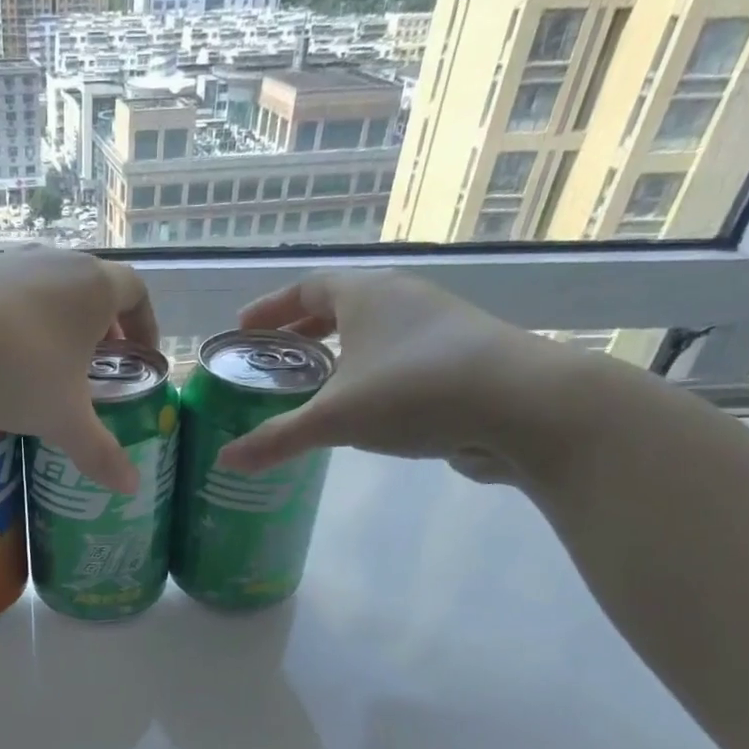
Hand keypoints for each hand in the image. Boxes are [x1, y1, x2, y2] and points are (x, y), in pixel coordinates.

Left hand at [0, 246, 156, 492]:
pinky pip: (11, 296)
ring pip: (50, 290)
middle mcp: (58, 261)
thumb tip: (132, 488)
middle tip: (98, 369)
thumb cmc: (16, 370)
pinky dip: (20, 323)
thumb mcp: (64, 419)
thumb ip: (101, 452)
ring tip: (50, 368)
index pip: (137, 292)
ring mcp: (11, 260)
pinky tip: (2, 359)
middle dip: (103, 328)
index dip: (145, 325)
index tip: (141, 356)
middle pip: (94, 289)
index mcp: (95, 287)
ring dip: (60, 325)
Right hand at [216, 271, 587, 485]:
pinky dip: (368, 376)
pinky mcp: (459, 360)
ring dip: (338, 356)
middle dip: (301, 334)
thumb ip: (278, 438)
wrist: (524, 406)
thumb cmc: (417, 392)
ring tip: (311, 388)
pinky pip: (397, 360)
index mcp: (367, 295)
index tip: (243, 329)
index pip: (307, 288)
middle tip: (270, 362)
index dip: (271, 307)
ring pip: (372, 334)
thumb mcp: (335, 418)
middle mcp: (402, 300)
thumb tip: (224, 460)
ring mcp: (437, 328)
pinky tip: (361, 410)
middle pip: (340, 307)